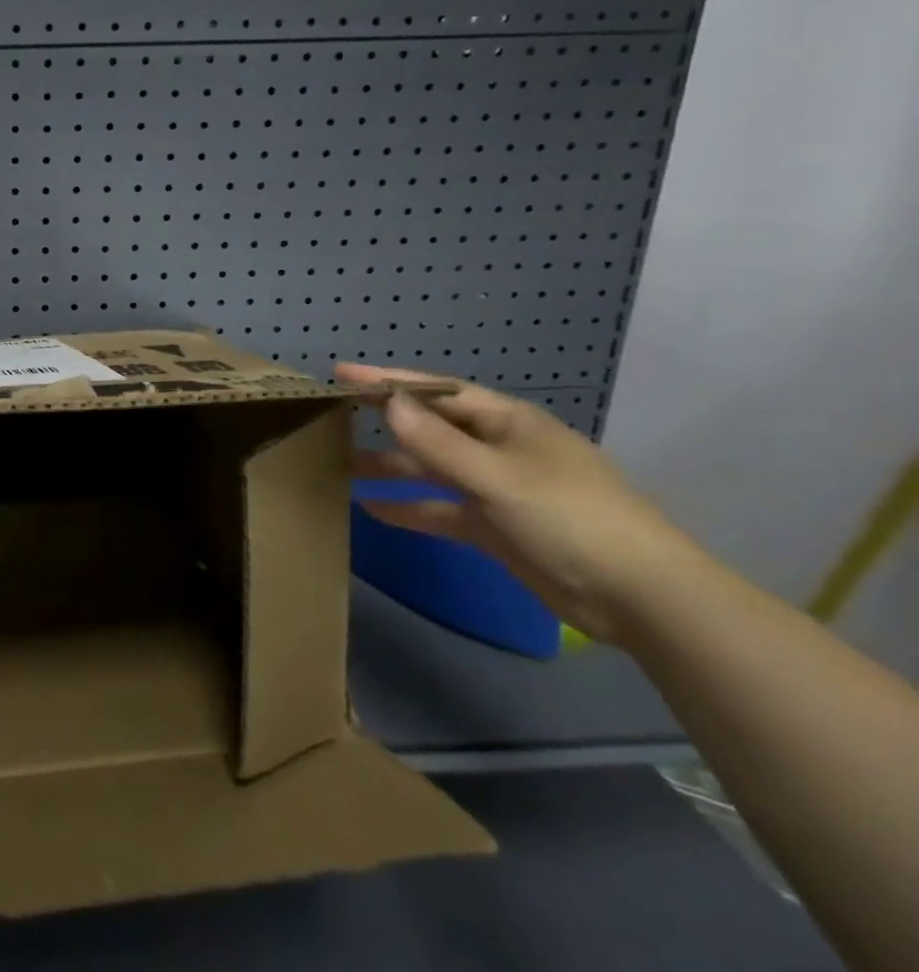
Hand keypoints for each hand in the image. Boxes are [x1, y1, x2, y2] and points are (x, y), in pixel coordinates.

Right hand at [335, 362, 699, 642]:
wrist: (640, 598)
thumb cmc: (571, 519)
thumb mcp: (499, 477)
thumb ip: (439, 443)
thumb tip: (388, 403)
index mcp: (508, 423)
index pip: (438, 391)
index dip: (391, 380)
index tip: (342, 374)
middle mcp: (499, 449)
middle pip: (431, 427)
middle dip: (385, 421)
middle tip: (331, 414)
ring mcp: (496, 489)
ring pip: (430, 469)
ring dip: (389, 466)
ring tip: (338, 464)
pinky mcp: (494, 527)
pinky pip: (440, 510)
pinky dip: (408, 508)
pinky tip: (369, 509)